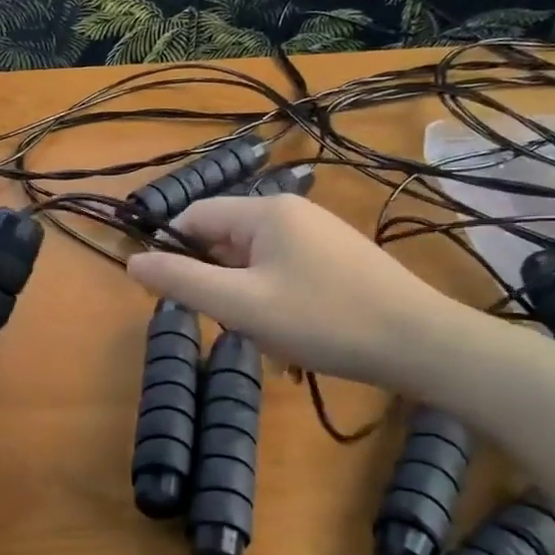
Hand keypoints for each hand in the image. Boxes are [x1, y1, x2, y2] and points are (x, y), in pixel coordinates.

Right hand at [126, 194, 472, 387]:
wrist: (420, 343)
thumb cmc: (323, 320)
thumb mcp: (241, 306)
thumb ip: (182, 282)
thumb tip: (133, 262)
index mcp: (265, 211)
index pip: (195, 216)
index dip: (174, 252)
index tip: (175, 297)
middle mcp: (291, 211)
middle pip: (225, 239)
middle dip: (219, 283)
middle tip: (236, 325)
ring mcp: (320, 233)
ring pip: (255, 261)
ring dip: (248, 298)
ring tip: (272, 335)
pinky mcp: (339, 257)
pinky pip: (285, 271)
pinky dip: (276, 300)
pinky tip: (296, 333)